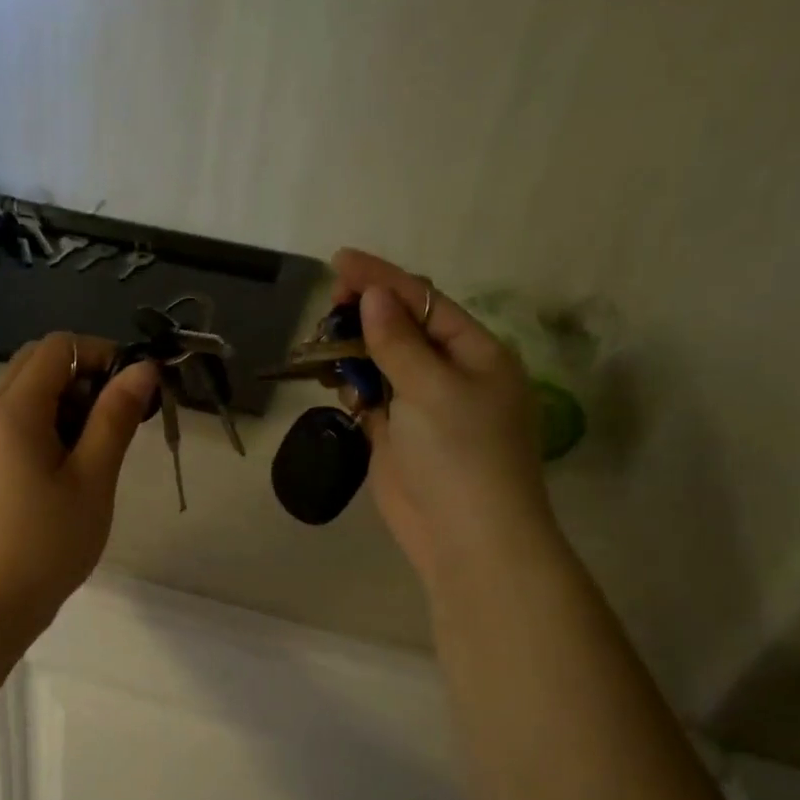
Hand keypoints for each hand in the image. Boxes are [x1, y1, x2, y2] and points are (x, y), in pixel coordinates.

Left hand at [0, 332, 159, 632]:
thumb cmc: (48, 543)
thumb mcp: (93, 479)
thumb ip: (116, 417)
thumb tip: (142, 369)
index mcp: (14, 408)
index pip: (59, 346)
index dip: (101, 355)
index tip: (133, 394)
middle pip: (37, 363)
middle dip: (83, 377)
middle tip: (116, 422)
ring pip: (25, 392)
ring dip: (65, 403)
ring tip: (95, 452)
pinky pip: (12, 422)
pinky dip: (44, 425)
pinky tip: (66, 470)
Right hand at [331, 250, 560, 593]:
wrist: (466, 537)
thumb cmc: (461, 454)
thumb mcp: (432, 388)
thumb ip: (398, 341)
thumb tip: (374, 295)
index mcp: (476, 353)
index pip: (424, 302)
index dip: (382, 279)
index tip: (339, 261)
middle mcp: (451, 373)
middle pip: (401, 329)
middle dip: (364, 315)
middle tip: (327, 310)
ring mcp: (424, 407)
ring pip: (381, 363)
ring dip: (353, 352)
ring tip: (323, 347)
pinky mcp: (399, 436)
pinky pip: (372, 398)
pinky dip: (353, 388)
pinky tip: (336, 384)